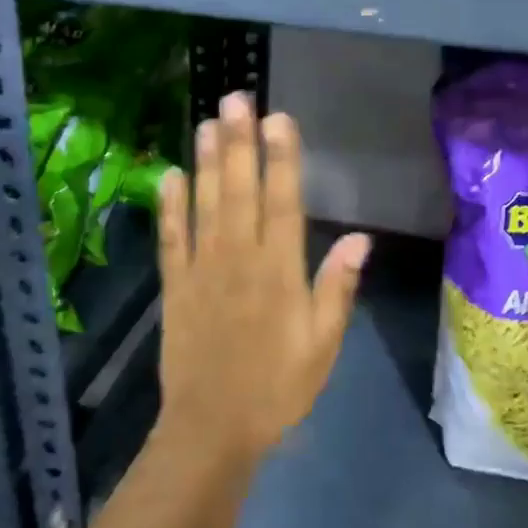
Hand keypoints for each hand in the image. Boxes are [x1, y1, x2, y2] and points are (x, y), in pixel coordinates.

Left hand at [154, 92, 370, 466]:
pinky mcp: (175, 285)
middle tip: (235, 99)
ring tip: (207, 122)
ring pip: (205, 204)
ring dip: (208, 162)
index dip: (282, 158)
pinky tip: (170, 175)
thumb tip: (359, 237)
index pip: (283, 202)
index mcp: (279, 272)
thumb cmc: (278, 387)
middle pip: (240, 191)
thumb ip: (336, 288)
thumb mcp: (323, 345)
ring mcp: (202, 270)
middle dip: (240, 143)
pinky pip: (171, 238)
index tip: (279, 118)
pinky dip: (169, 206)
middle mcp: (239, 259)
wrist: (213, 428)